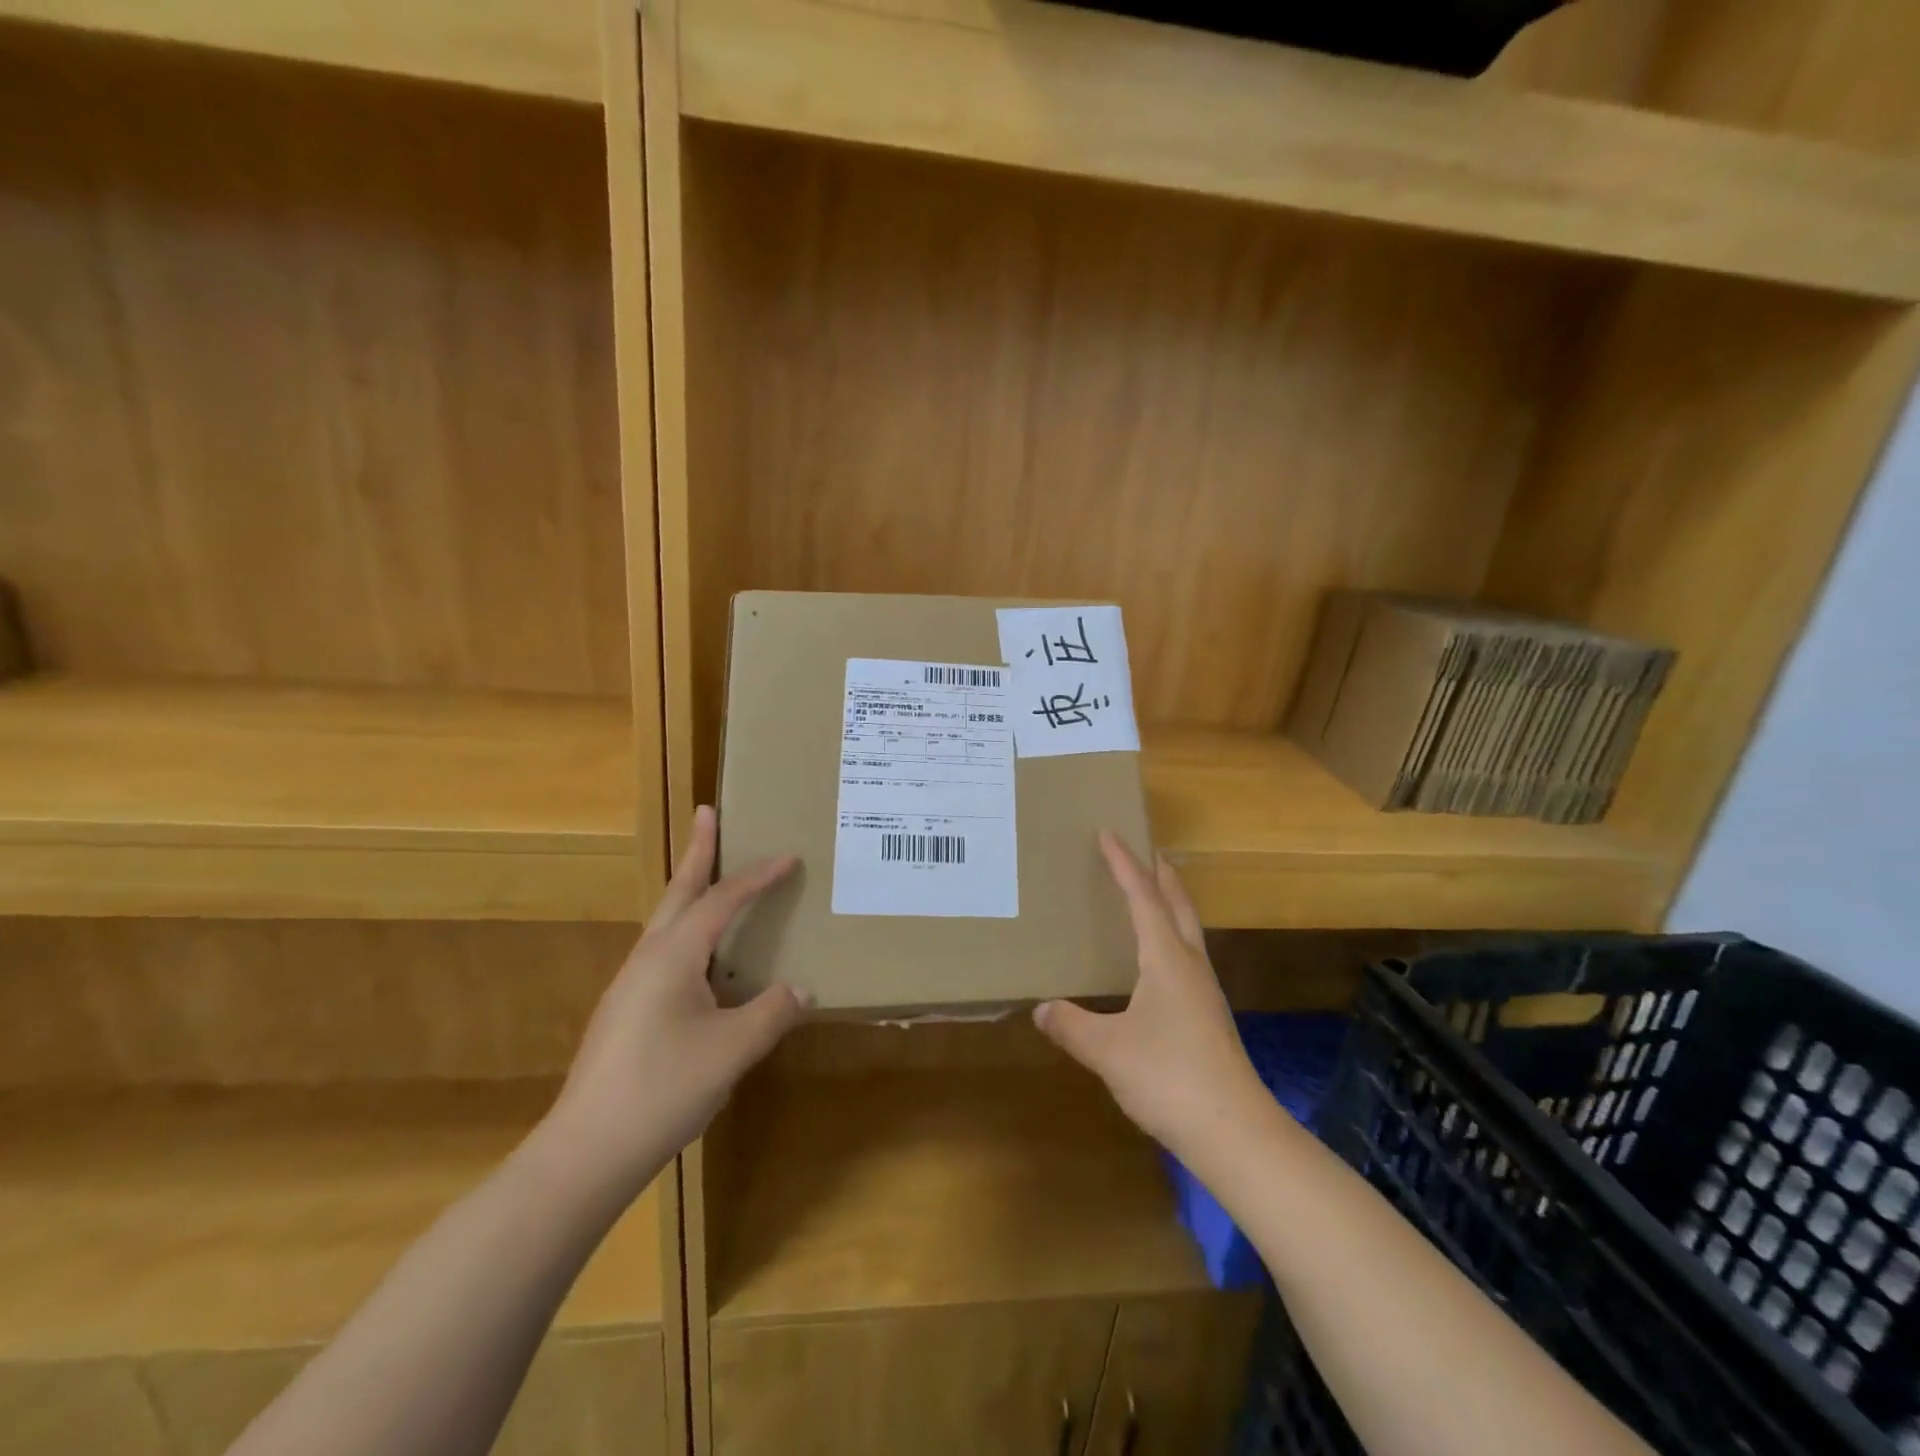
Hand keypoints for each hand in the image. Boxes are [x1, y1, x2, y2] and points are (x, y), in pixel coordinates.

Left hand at [547, 806, 807, 1192]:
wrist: (586, 1151)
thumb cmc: (664, 1088)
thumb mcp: (733, 1049)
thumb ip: (772, 1012)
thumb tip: (801, 989)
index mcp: (674, 955)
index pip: (722, 901)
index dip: (758, 878)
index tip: (788, 857)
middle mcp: (647, 959)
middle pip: (678, 892)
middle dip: (697, 852)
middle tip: (706, 813)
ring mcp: (630, 986)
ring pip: (667, 922)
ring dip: (689, 891)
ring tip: (709, 877)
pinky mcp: (625, 1013)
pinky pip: (663, 952)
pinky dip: (687, 932)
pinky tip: (700, 961)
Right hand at [1034, 834, 1270, 1160]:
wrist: (1234, 1131)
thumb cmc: (1168, 1077)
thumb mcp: (1107, 1050)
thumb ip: (1072, 1025)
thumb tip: (1042, 1008)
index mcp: (1166, 959)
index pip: (1143, 898)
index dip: (1124, 864)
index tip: (1109, 834)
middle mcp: (1190, 965)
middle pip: (1178, 905)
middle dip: (1161, 874)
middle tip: (1146, 850)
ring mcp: (1204, 991)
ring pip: (1188, 930)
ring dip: (1171, 903)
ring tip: (1151, 894)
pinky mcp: (1208, 1016)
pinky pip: (1187, 957)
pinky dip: (1171, 937)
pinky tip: (1157, 961)